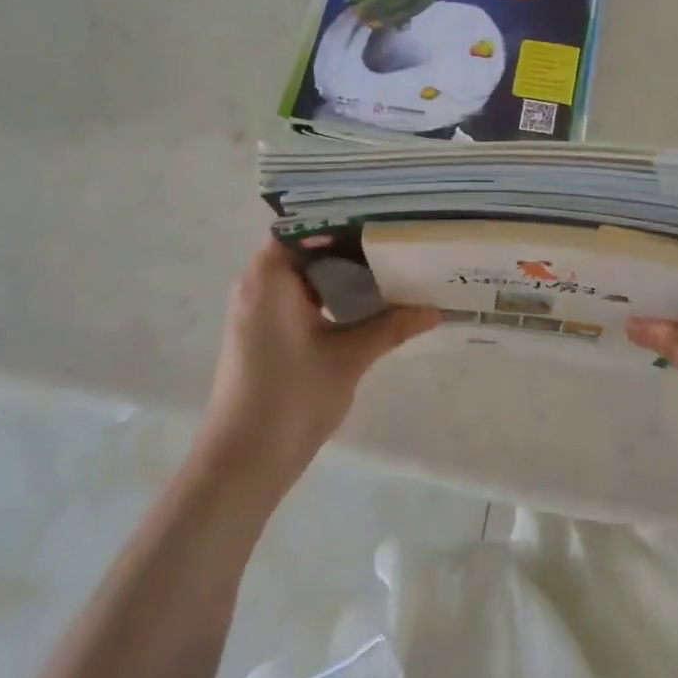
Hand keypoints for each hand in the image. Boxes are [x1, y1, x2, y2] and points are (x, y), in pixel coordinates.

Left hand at [200, 240, 438, 494]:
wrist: (243, 463)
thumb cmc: (291, 398)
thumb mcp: (349, 357)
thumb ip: (391, 326)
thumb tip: (435, 308)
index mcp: (269, 276)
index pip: (306, 224)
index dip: (343, 216)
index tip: (383, 213)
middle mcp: (258, 284)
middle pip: (308, 247)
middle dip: (351, 243)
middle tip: (398, 236)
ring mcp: (259, 310)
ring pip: (306, 274)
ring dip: (343, 272)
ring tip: (391, 263)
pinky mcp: (264, 334)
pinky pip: (301, 298)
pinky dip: (331, 295)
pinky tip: (368, 303)